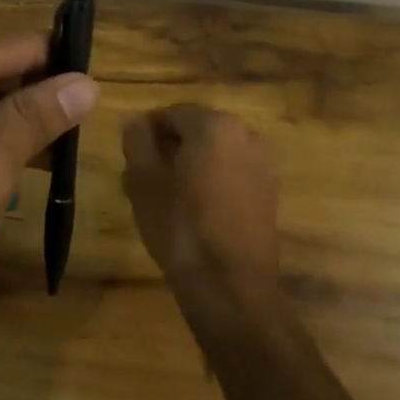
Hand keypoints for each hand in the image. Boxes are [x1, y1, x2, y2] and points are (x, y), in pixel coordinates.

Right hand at [122, 105, 283, 321]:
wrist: (230, 287)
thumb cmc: (180, 226)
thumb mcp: (143, 181)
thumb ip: (137, 141)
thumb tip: (136, 121)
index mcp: (215, 125)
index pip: (173, 112)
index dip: (147, 129)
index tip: (130, 152)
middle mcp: (246, 135)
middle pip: (197, 130)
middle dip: (169, 146)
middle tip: (141, 173)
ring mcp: (263, 164)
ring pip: (215, 152)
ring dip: (189, 163)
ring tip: (163, 193)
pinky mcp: (269, 193)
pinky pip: (232, 172)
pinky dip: (211, 179)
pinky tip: (190, 207)